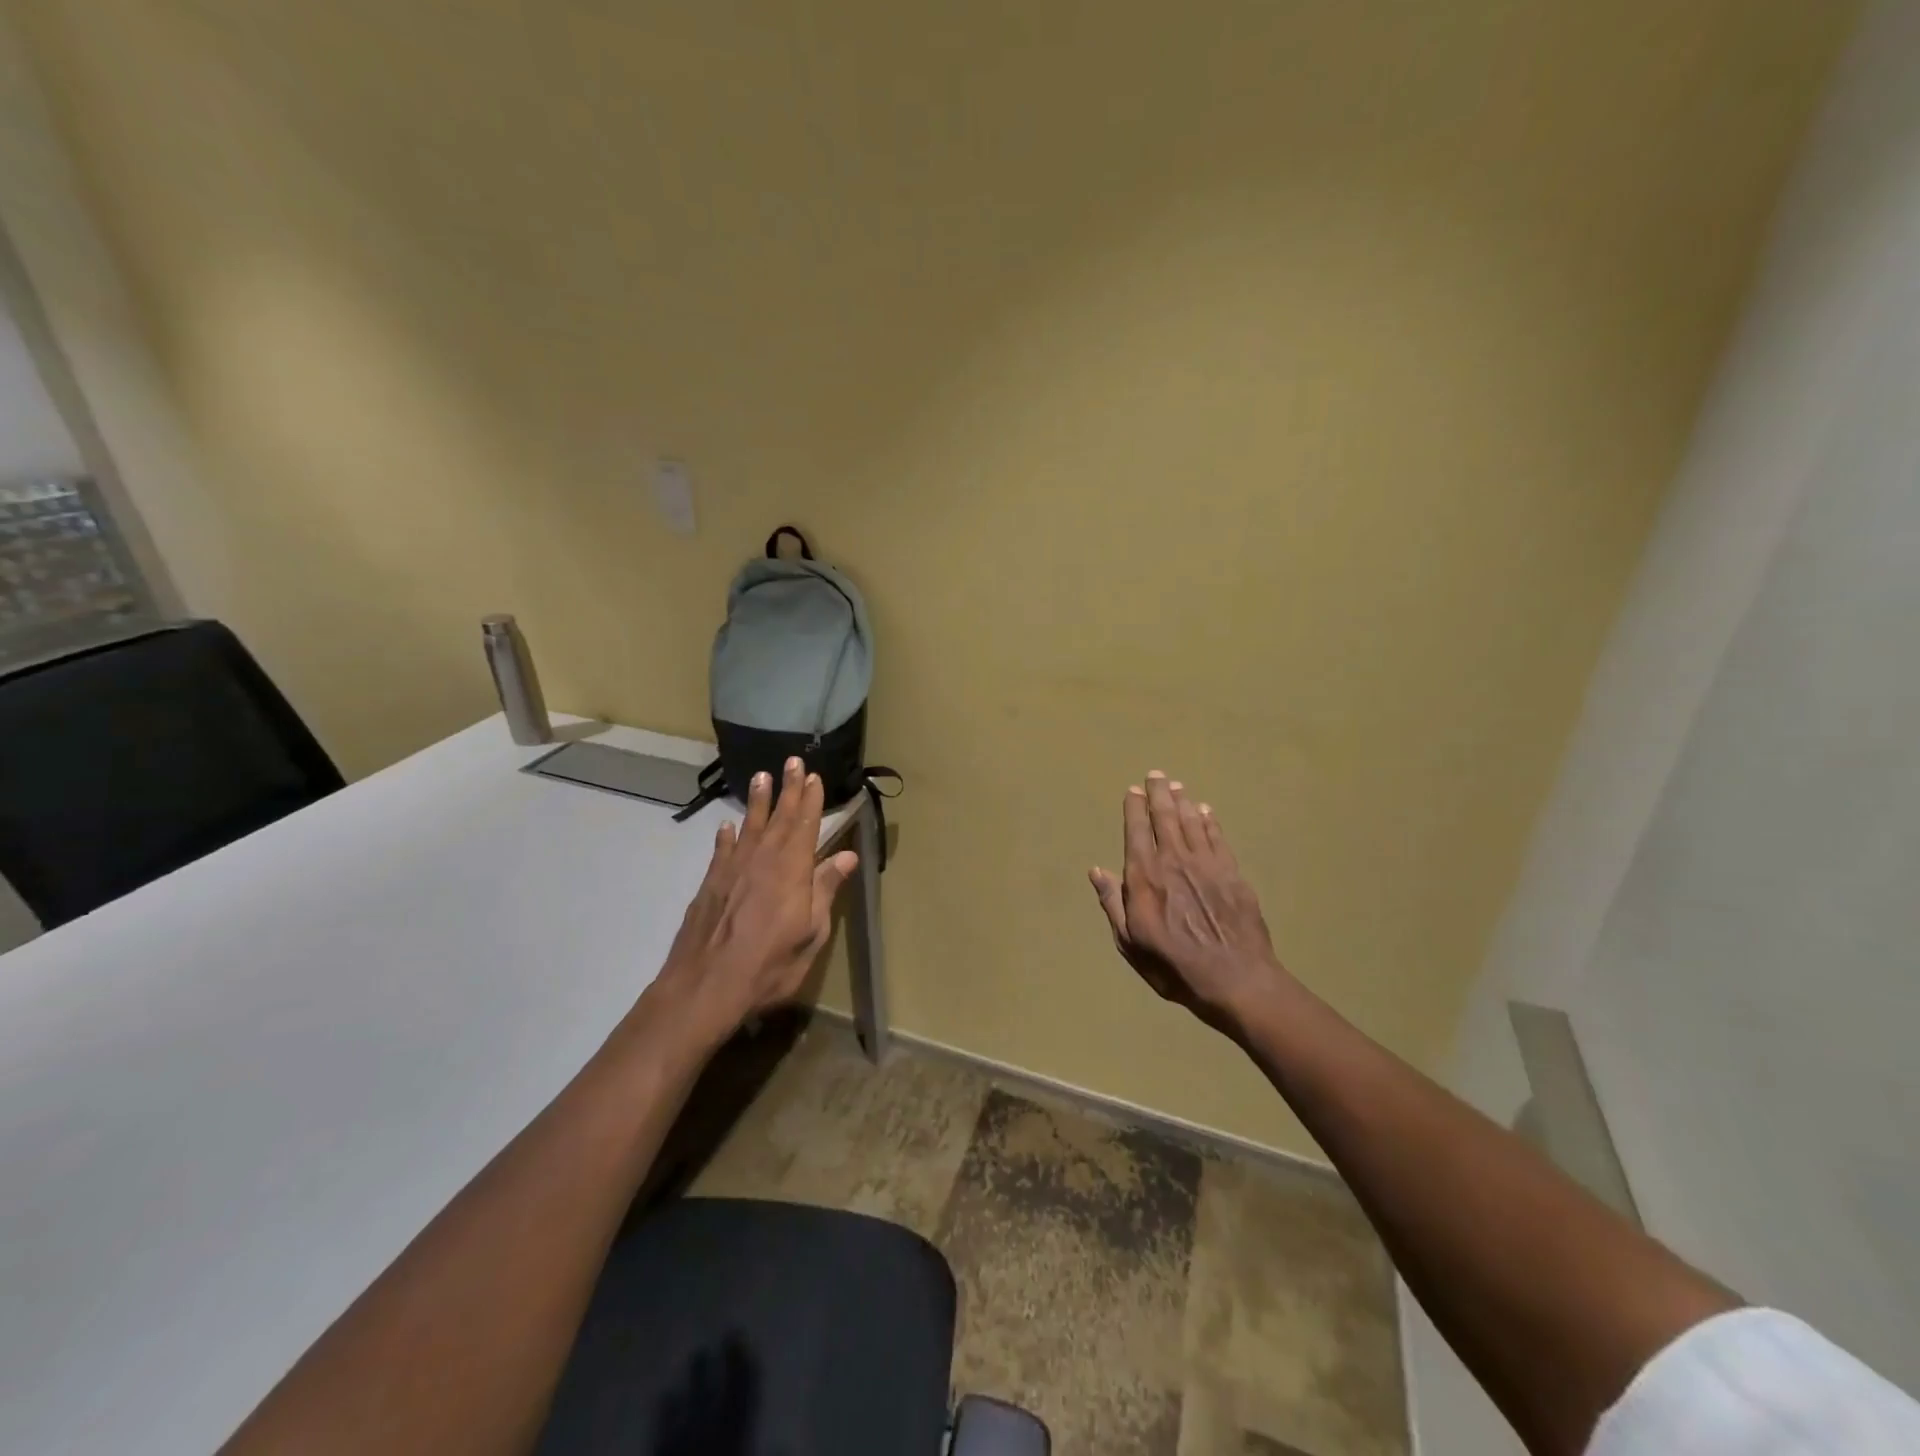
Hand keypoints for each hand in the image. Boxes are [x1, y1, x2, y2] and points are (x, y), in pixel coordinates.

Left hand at [656, 756, 858, 1037]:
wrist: (705, 986)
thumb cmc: (770, 964)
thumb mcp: (812, 932)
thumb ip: (826, 890)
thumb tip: (846, 855)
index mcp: (792, 870)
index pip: (805, 825)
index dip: (810, 800)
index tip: (814, 776)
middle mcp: (762, 860)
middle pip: (779, 818)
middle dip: (788, 789)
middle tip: (793, 761)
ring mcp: (732, 870)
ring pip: (750, 826)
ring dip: (758, 801)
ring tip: (762, 776)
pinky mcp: (710, 884)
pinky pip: (722, 851)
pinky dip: (726, 836)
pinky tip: (727, 827)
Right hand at [1090, 771, 1289, 1036]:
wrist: (1237, 980)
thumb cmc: (1175, 967)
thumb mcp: (1131, 943)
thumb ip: (1113, 903)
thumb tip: (1097, 870)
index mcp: (1145, 877)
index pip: (1137, 831)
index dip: (1134, 808)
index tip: (1133, 790)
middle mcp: (1175, 861)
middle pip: (1165, 818)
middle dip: (1159, 794)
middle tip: (1156, 775)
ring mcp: (1207, 865)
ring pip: (1192, 823)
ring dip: (1183, 802)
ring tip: (1177, 786)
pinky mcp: (1233, 874)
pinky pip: (1218, 838)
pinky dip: (1210, 822)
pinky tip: (1206, 812)